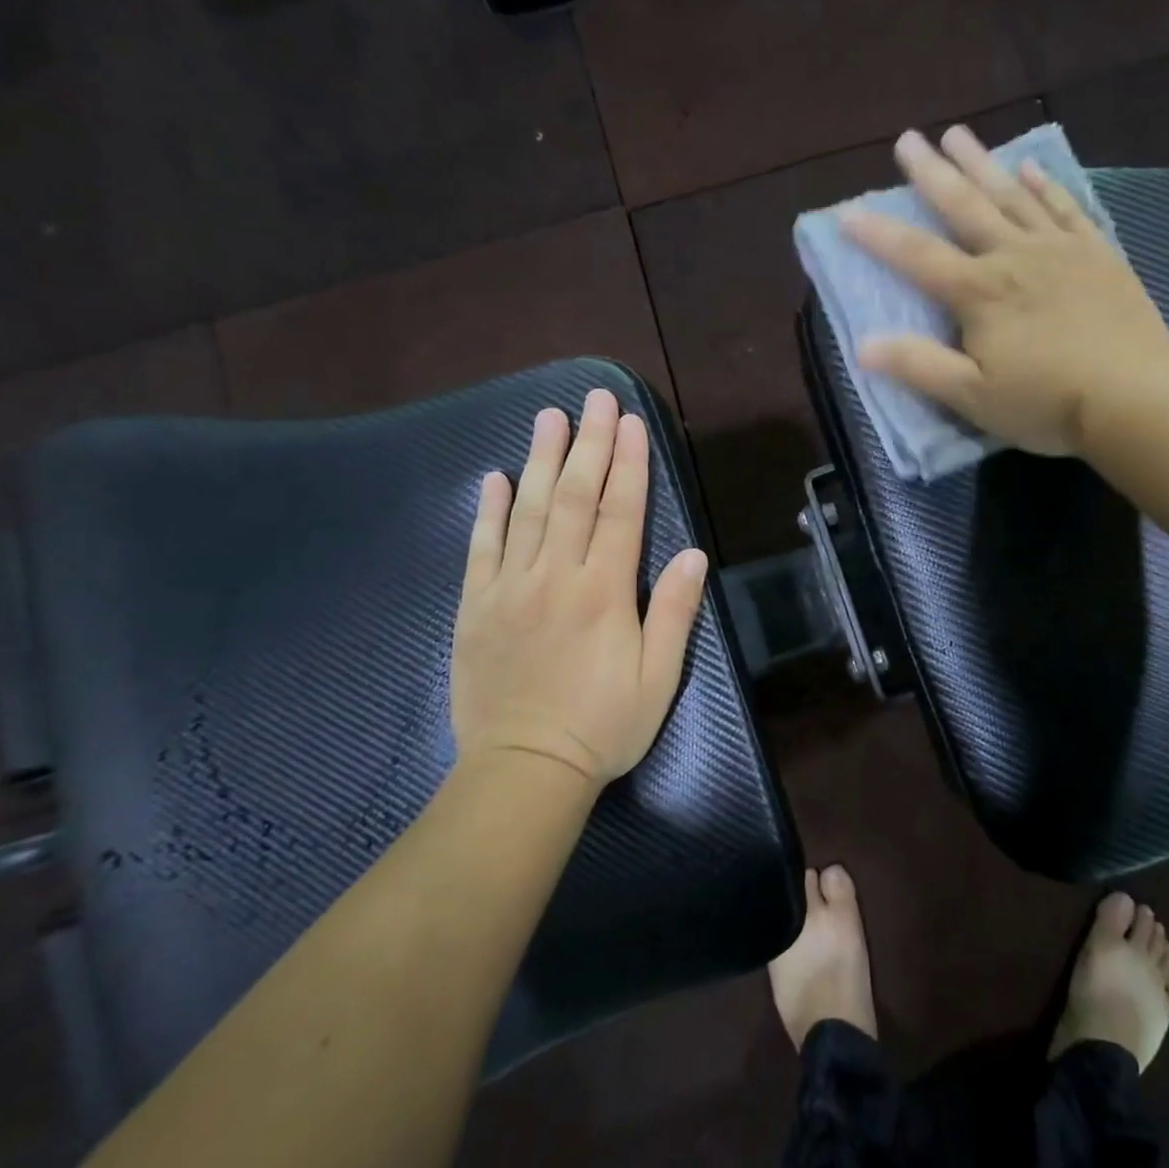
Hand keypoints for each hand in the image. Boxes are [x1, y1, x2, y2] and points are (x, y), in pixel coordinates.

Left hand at [449, 389, 707, 786]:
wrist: (524, 770)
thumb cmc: (604, 726)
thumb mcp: (659, 677)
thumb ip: (673, 611)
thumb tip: (692, 554)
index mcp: (604, 592)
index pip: (620, 512)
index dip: (628, 464)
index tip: (631, 422)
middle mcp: (556, 576)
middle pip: (574, 497)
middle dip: (588, 443)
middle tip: (594, 397)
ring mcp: (510, 588)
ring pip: (527, 510)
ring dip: (540, 459)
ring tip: (548, 417)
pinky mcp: (476, 607)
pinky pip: (481, 548)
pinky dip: (488, 510)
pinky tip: (492, 477)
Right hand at [844, 126, 1168, 457]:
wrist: (1134, 396)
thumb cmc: (1046, 403)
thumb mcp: (972, 396)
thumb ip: (918, 366)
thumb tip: (863, 345)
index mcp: (979, 292)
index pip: (917, 256)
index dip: (878, 235)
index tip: (846, 212)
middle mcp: (1014, 257)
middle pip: (964, 207)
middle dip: (931, 173)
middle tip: (908, 138)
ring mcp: (1059, 249)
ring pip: (1012, 195)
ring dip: (982, 163)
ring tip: (958, 134)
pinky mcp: (1097, 254)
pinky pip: (1065, 207)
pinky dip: (1045, 185)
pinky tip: (1030, 168)